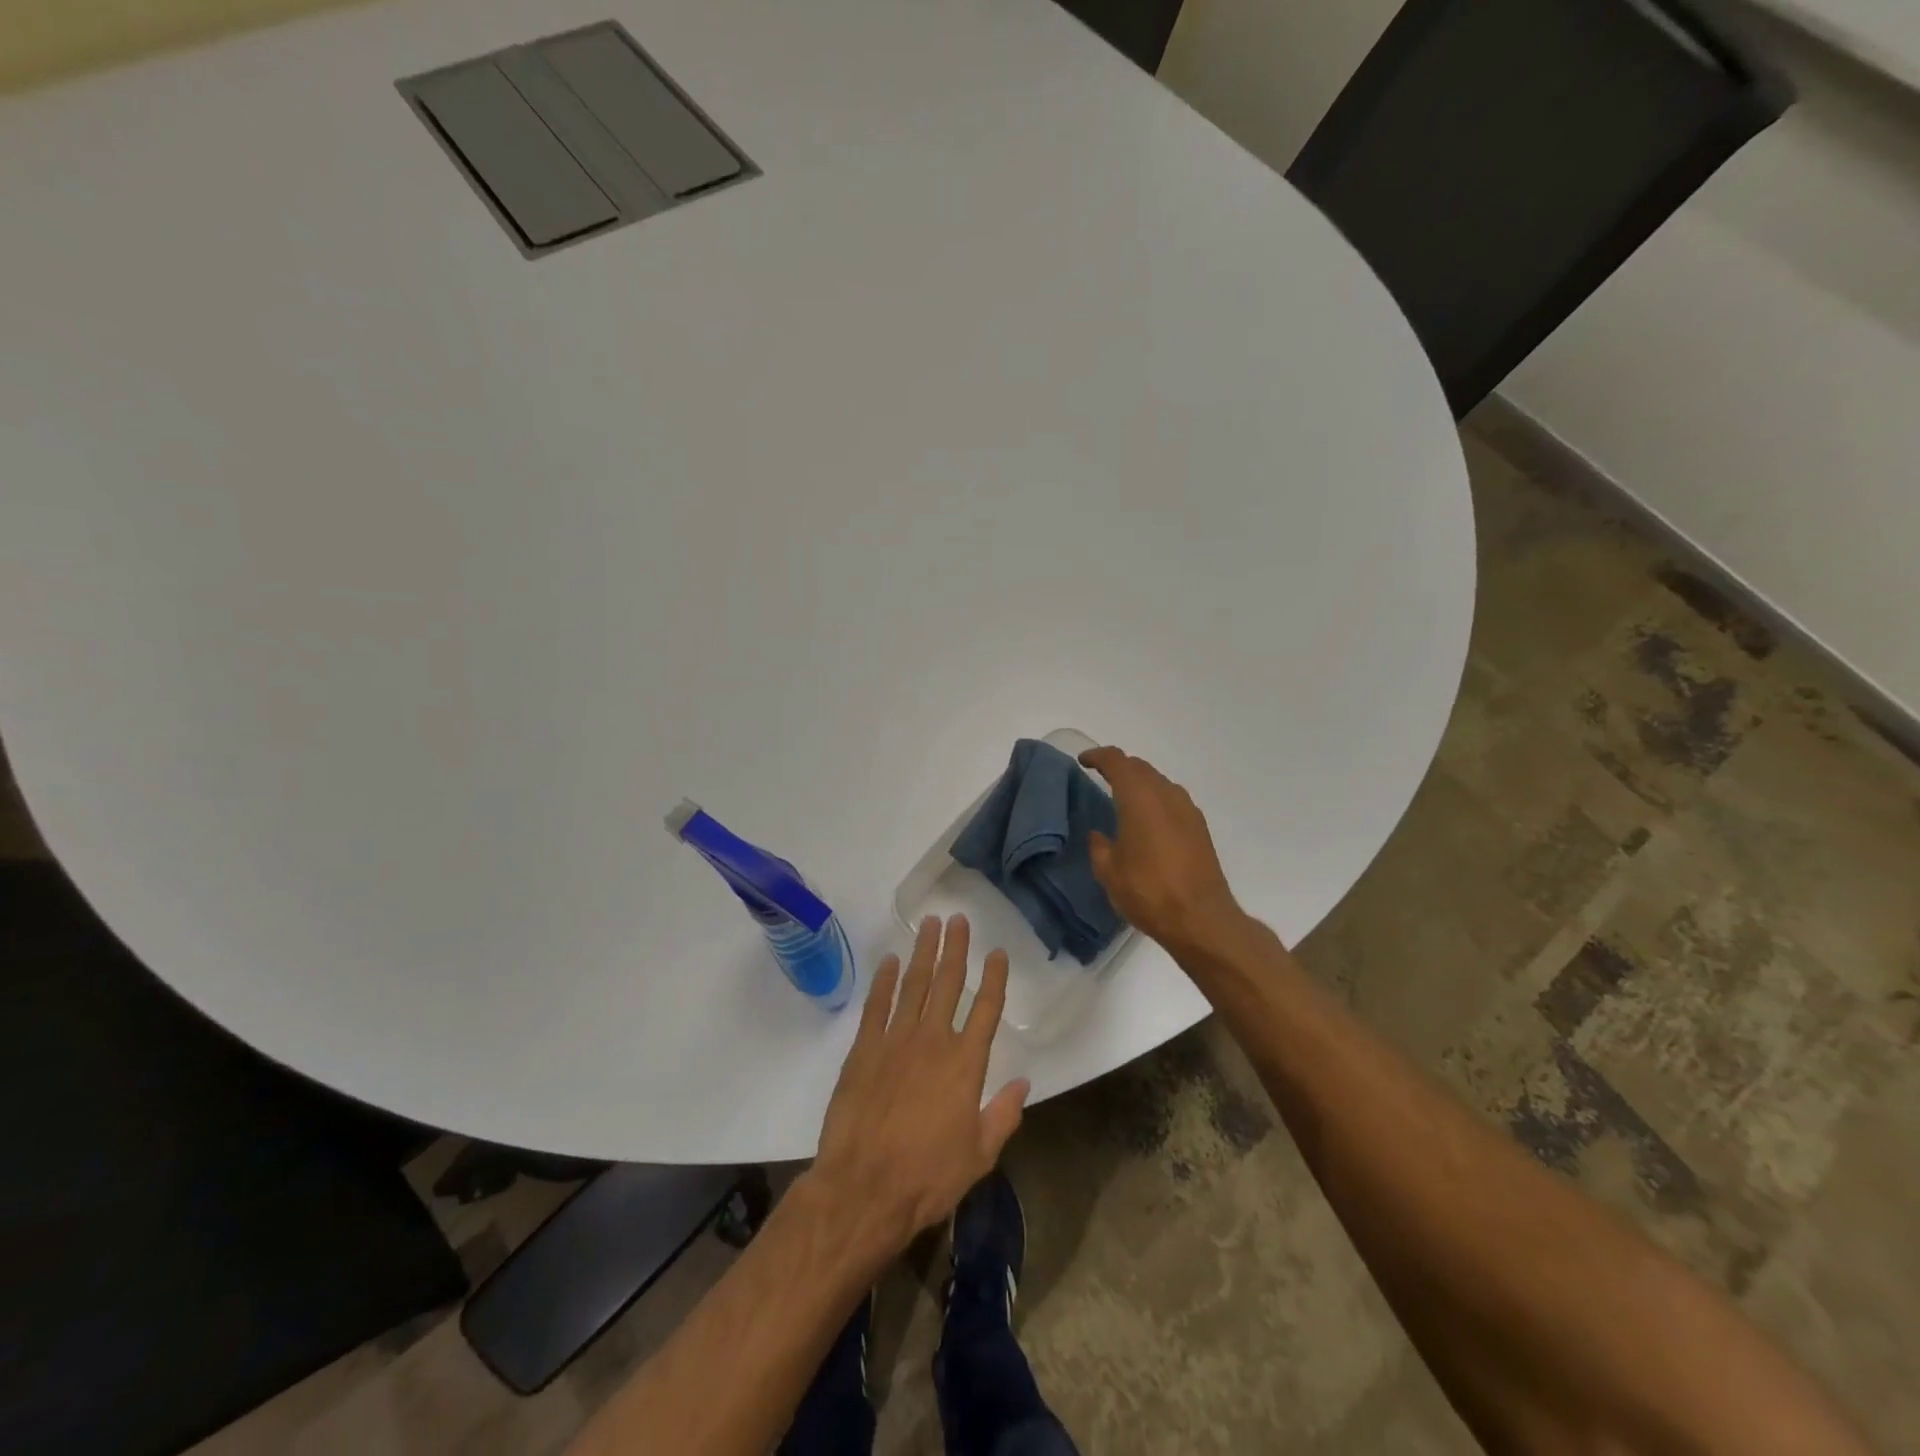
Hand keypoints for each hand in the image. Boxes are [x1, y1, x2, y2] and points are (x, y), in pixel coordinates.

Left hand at [808, 915, 1028, 1258]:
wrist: (864, 1188)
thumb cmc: (928, 1177)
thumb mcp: (979, 1155)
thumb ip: (1003, 1115)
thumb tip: (1024, 1083)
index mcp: (965, 1065)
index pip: (986, 1010)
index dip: (995, 979)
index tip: (998, 953)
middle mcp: (933, 1041)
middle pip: (948, 984)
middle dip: (956, 949)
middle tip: (959, 919)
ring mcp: (895, 1041)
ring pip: (914, 985)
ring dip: (924, 953)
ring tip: (930, 925)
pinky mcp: (864, 1049)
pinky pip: (877, 1005)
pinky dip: (883, 981)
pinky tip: (889, 961)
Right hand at [1080, 746, 1242, 951]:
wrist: (1201, 919)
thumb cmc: (1148, 892)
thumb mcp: (1109, 872)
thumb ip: (1100, 847)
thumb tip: (1099, 835)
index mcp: (1139, 798)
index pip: (1117, 761)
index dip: (1098, 756)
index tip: (1083, 761)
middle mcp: (1166, 795)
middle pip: (1140, 767)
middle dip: (1119, 767)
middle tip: (1100, 777)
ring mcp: (1187, 810)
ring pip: (1159, 782)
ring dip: (1140, 783)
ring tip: (1123, 798)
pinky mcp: (1199, 828)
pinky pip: (1172, 800)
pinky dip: (1155, 799)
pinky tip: (1147, 820)